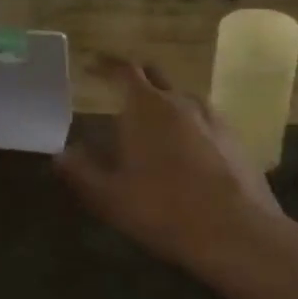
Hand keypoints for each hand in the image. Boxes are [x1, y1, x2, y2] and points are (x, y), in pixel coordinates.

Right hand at [57, 60, 297, 288]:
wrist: (237, 233)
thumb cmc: (163, 209)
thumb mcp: (109, 197)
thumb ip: (80, 172)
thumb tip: (60, 154)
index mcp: (146, 107)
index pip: (124, 70)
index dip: (105, 65)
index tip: (92, 65)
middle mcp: (182, 102)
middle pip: (155, 76)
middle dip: (135, 78)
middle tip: (118, 91)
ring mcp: (214, 119)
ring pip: (182, 98)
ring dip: (163, 103)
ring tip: (150, 126)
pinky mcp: (236, 140)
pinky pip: (204, 121)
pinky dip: (187, 125)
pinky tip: (183, 152)